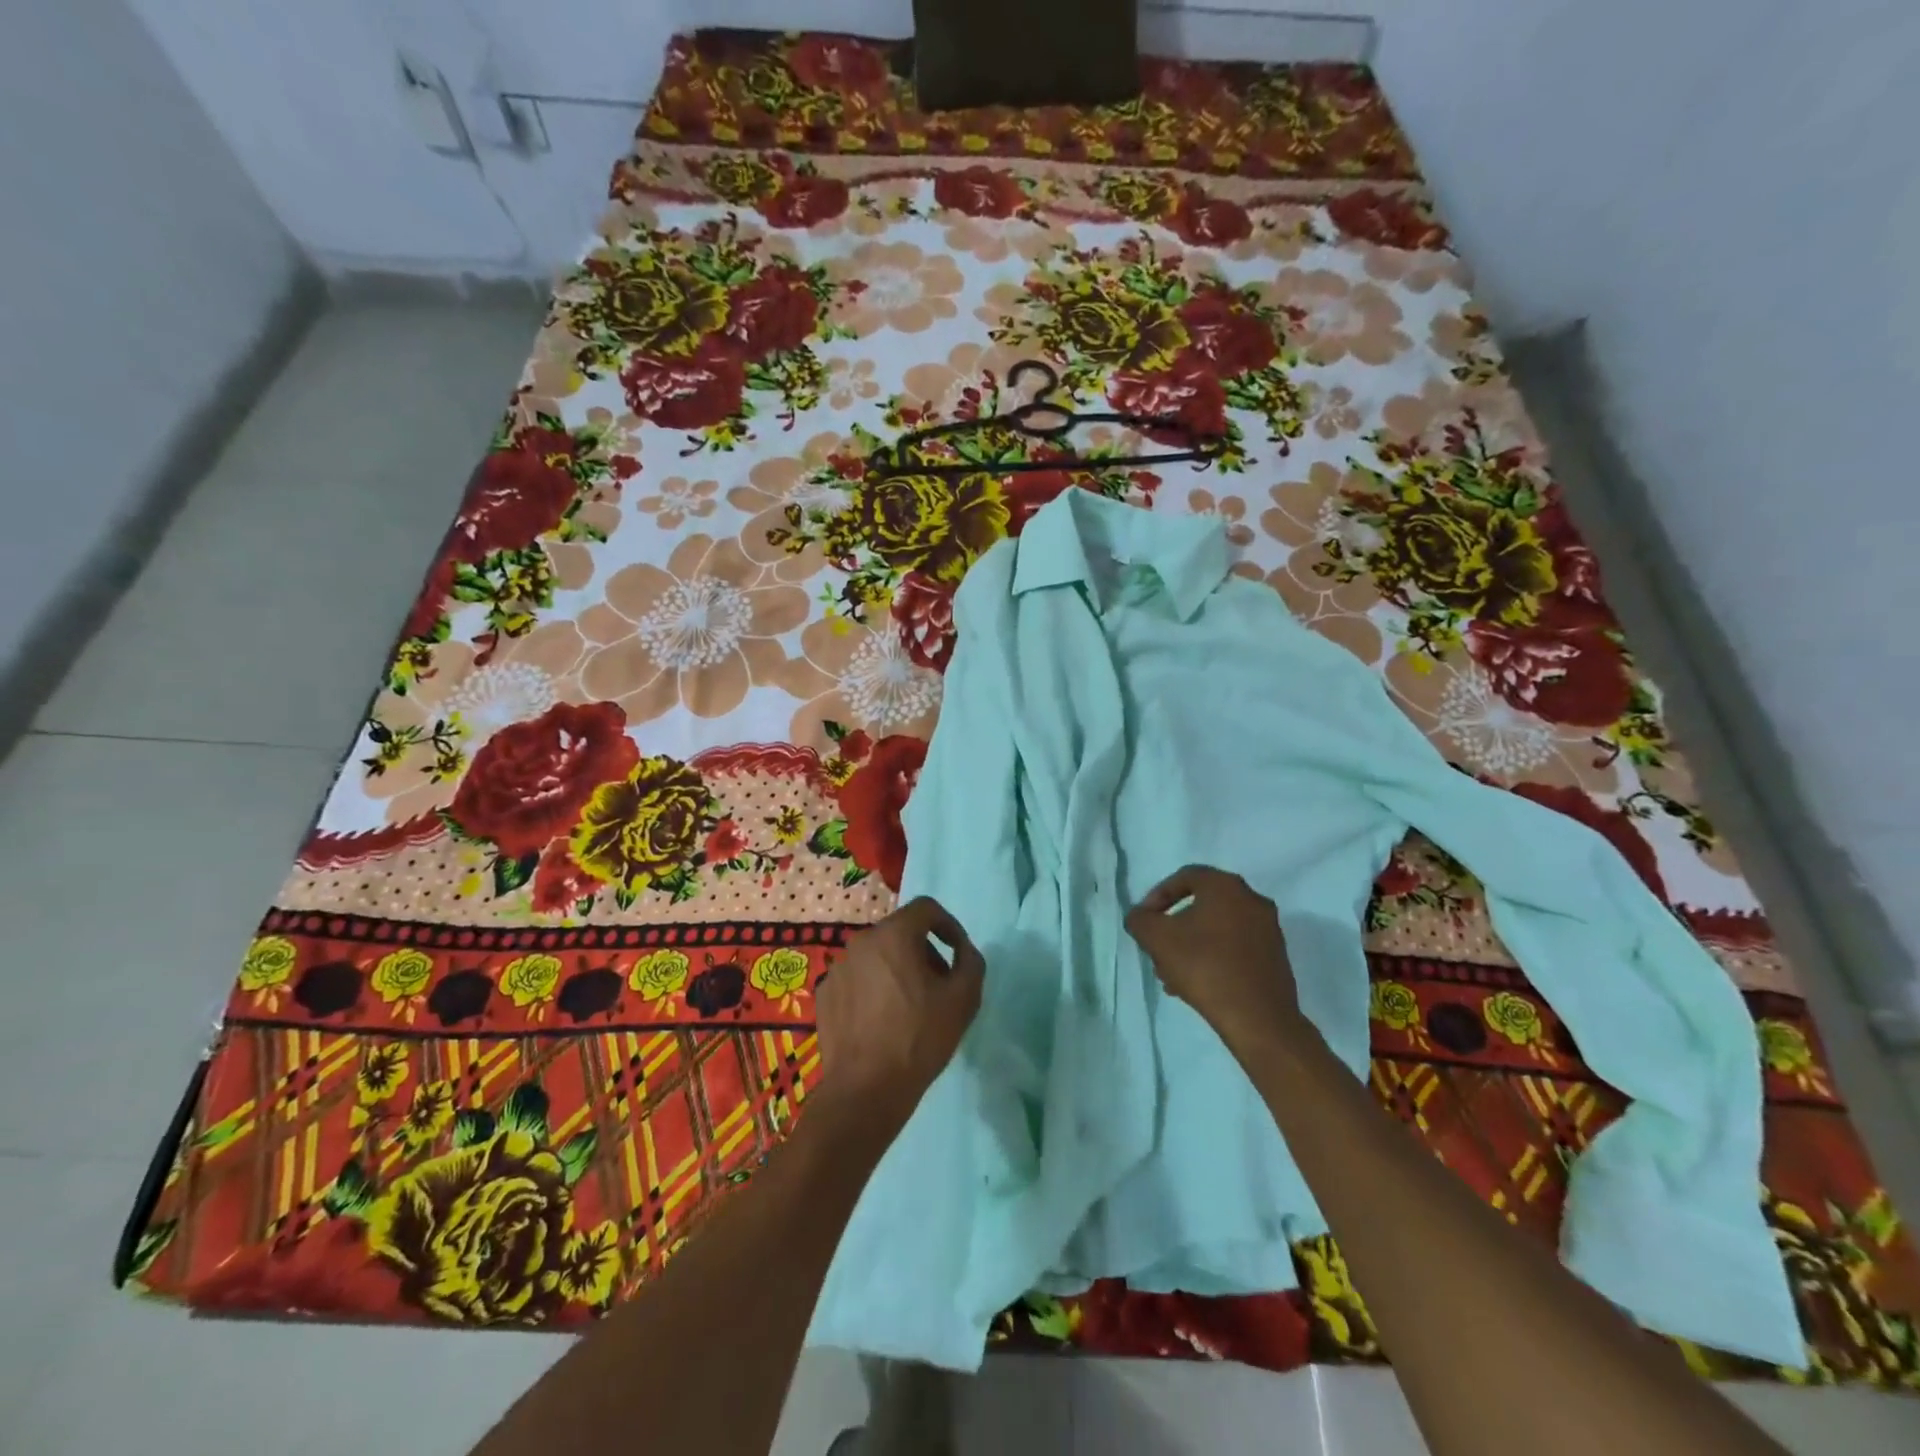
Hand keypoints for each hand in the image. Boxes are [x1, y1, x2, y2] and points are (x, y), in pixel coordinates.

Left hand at [815, 897, 983, 1124]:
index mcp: (894, 935)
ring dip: (898, 970)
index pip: (926, 908)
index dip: (948, 925)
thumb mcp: (963, 999)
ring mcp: (838, 968)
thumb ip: (970, 962)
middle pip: (900, 932)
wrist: (865, 1090)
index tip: (958, 952)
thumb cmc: (919, 1038)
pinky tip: (882, 1022)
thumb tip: (963, 950)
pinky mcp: (825, 994)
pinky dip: (874, 989)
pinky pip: (857, 979)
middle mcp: (861, 942)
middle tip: (939, 985)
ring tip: (912, 1007)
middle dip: (924, 952)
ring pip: (877, 956)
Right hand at [1125, 865, 1299, 1050]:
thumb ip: (1140, 920)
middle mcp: (1252, 900)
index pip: (1184, 877)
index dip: (1158, 896)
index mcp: (1226, 886)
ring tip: (1171, 976)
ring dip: (1190, 946)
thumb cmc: (1205, 967)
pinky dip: (1212, 958)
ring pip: (1216, 929)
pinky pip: (1234, 948)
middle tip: (1157, 950)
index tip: (1145, 921)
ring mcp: (1268, 929)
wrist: (1259, 1018)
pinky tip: (1196, 985)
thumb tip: (1140, 917)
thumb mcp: (1157, 939)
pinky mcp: (1275, 957)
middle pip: (1200, 905)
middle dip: (1173, 927)